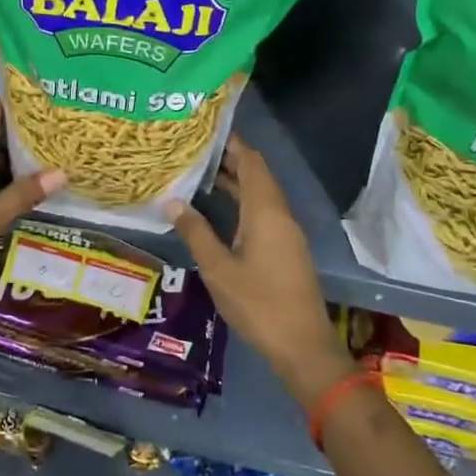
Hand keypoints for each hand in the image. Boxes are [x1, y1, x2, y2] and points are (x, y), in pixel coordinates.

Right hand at [169, 136, 353, 408]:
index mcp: (266, 212)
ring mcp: (286, 233)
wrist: (302, 346)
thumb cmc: (258, 303)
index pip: (252, 163)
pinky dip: (242, 202)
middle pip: (257, 175)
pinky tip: (219, 210)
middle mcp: (280, 215)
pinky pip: (263, 212)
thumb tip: (173, 201)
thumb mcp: (218, 268)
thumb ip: (196, 232)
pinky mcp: (286, 249)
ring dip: (236, 182)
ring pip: (260, 195)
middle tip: (196, 149)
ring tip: (201, 173)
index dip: (232, 143)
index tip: (207, 130)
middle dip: (230, 160)